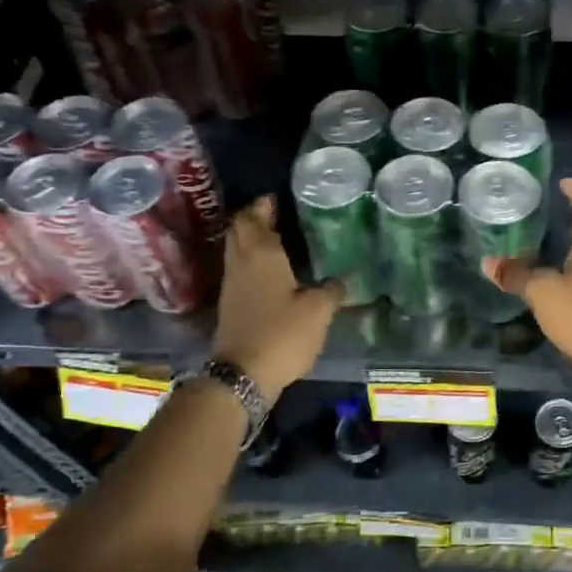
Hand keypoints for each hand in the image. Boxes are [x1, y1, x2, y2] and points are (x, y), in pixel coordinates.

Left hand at [213, 196, 342, 402]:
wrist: (242, 374)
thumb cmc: (281, 334)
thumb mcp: (318, 312)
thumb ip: (332, 291)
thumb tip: (341, 279)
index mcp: (262, 255)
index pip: (254, 218)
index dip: (262, 206)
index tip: (275, 198)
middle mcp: (241, 263)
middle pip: (239, 231)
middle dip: (253, 219)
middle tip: (273, 214)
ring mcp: (231, 285)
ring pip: (236, 250)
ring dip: (250, 240)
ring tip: (275, 239)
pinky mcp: (230, 305)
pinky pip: (239, 271)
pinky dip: (250, 262)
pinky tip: (270, 272)